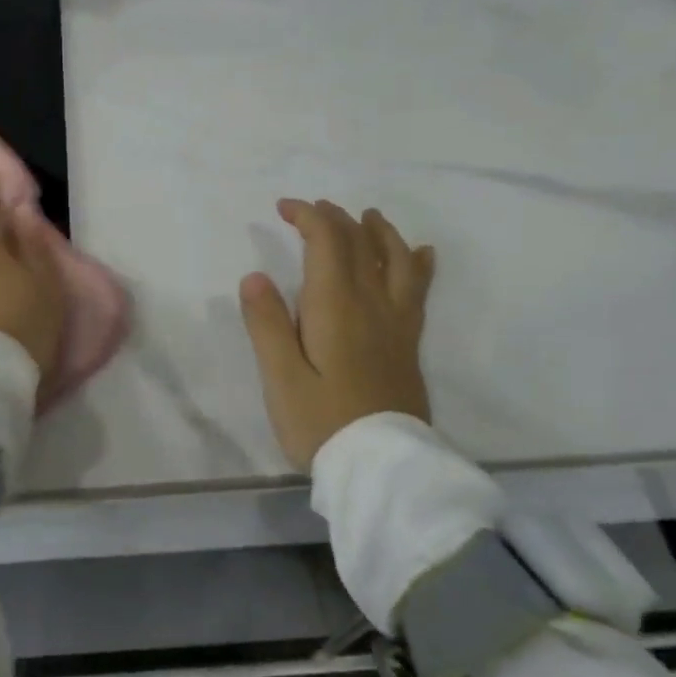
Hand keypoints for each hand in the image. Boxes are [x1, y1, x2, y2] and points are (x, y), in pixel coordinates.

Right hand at [239, 199, 434, 469]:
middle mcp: (372, 304)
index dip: (308, 216)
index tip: (282, 208)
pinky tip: (421, 254)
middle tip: (312, 210)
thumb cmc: (321, 423)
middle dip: (335, 218)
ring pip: (395, 260)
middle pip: (360, 244)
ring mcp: (397, 323)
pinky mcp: (409, 344)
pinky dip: (417, 264)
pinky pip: (419, 290)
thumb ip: (267, 324)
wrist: (380, 468)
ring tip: (367, 216)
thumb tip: (255, 276)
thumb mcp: (281, 378)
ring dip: (379, 232)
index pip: (328, 242)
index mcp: (336, 306)